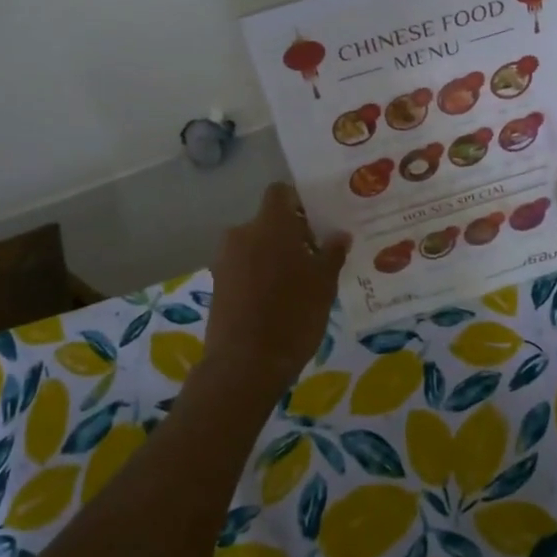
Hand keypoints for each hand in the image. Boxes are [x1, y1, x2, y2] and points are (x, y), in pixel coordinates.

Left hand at [204, 183, 350, 385]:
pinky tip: (279, 299)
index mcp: (270, 224)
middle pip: (269, 221)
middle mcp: (242, 233)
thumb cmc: (293, 315)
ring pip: (256, 245)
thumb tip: (339, 235)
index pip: (280, 193)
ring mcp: (225, 259)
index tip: (318, 222)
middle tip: (316, 257)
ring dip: (274, 256)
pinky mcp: (218, 284)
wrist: (245, 364)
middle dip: (290, 234)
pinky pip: (244, 267)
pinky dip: (260, 274)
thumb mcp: (324, 284)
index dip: (298, 202)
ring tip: (299, 282)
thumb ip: (332, 253)